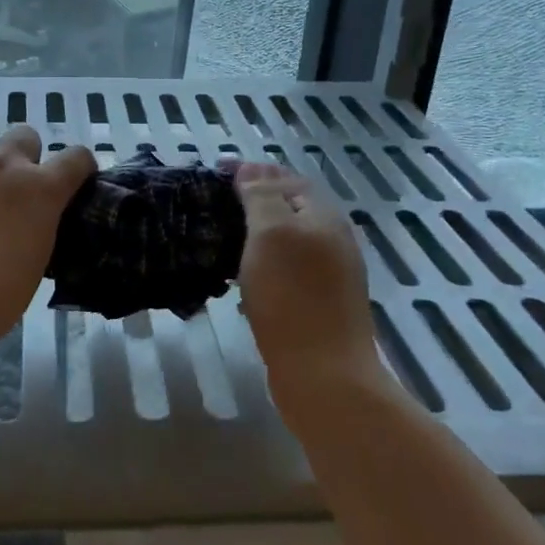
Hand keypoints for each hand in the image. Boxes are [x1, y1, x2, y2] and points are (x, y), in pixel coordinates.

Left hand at [0, 115, 95, 349]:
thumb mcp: (31, 268)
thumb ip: (32, 235)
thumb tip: (21, 232)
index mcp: (40, 192)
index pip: (76, 159)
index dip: (78, 164)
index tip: (72, 176)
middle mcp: (1, 165)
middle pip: (22, 135)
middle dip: (19, 152)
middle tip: (5, 181)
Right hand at [234, 163, 376, 386]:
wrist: (324, 376)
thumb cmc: (293, 297)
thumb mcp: (272, 234)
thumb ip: (262, 196)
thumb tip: (251, 168)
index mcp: (325, 217)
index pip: (287, 178)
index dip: (253, 171)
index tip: (214, 173)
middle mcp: (332, 240)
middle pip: (289, 208)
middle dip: (253, 201)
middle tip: (212, 205)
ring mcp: (328, 276)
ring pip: (286, 241)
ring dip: (254, 234)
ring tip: (219, 238)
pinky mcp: (317, 305)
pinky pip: (285, 270)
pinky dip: (261, 265)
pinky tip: (239, 279)